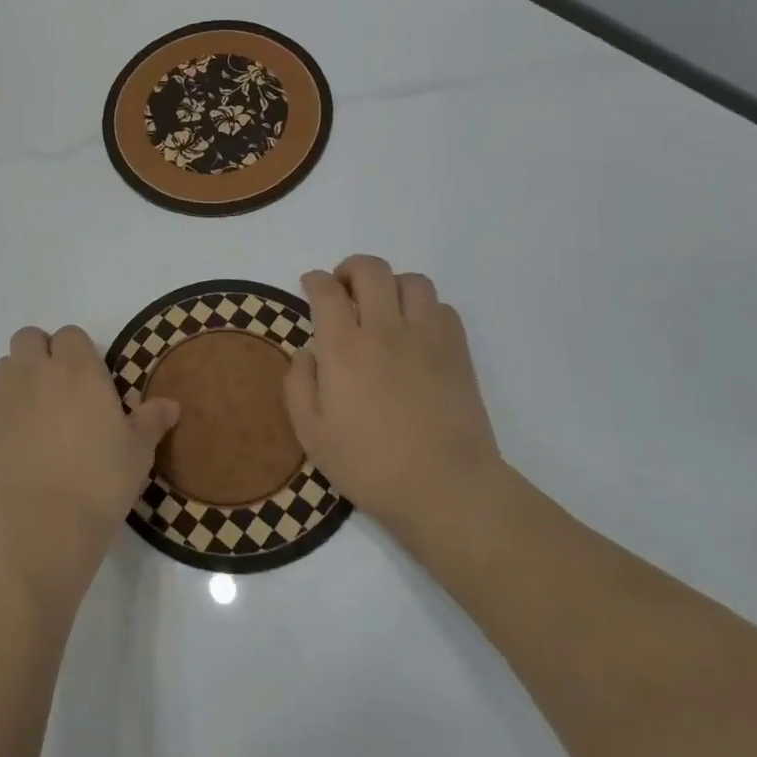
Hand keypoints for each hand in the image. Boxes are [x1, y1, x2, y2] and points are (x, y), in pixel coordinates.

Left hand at [0, 325, 179, 602]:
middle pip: (28, 339)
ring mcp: (8, 402)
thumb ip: (151, 422)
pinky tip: (28, 443)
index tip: (93, 377)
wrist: (40, 528)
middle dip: (42, 351)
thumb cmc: (100, 481)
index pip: (70, 335)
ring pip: (5, 366)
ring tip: (40, 407)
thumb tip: (170, 405)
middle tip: (63, 384)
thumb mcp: (138, 452)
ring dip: (19, 375)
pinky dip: (10, 413)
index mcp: (77, 369)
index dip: (79, 351)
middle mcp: (38, 375)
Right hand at [285, 256, 504, 539]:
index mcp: (345, 348)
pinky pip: (441, 306)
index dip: (313, 280)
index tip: (309, 286)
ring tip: (382, 306)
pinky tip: (415, 331)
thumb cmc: (371, 465)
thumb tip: (307, 352)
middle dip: (350, 269)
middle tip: (342, 289)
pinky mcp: (457, 351)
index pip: (327, 290)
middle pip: (371, 269)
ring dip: (391, 284)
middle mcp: (385, 330)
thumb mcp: (312, 435)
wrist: (447, 488)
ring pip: (411, 280)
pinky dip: (423, 307)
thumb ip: (299, 385)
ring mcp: (427, 337)